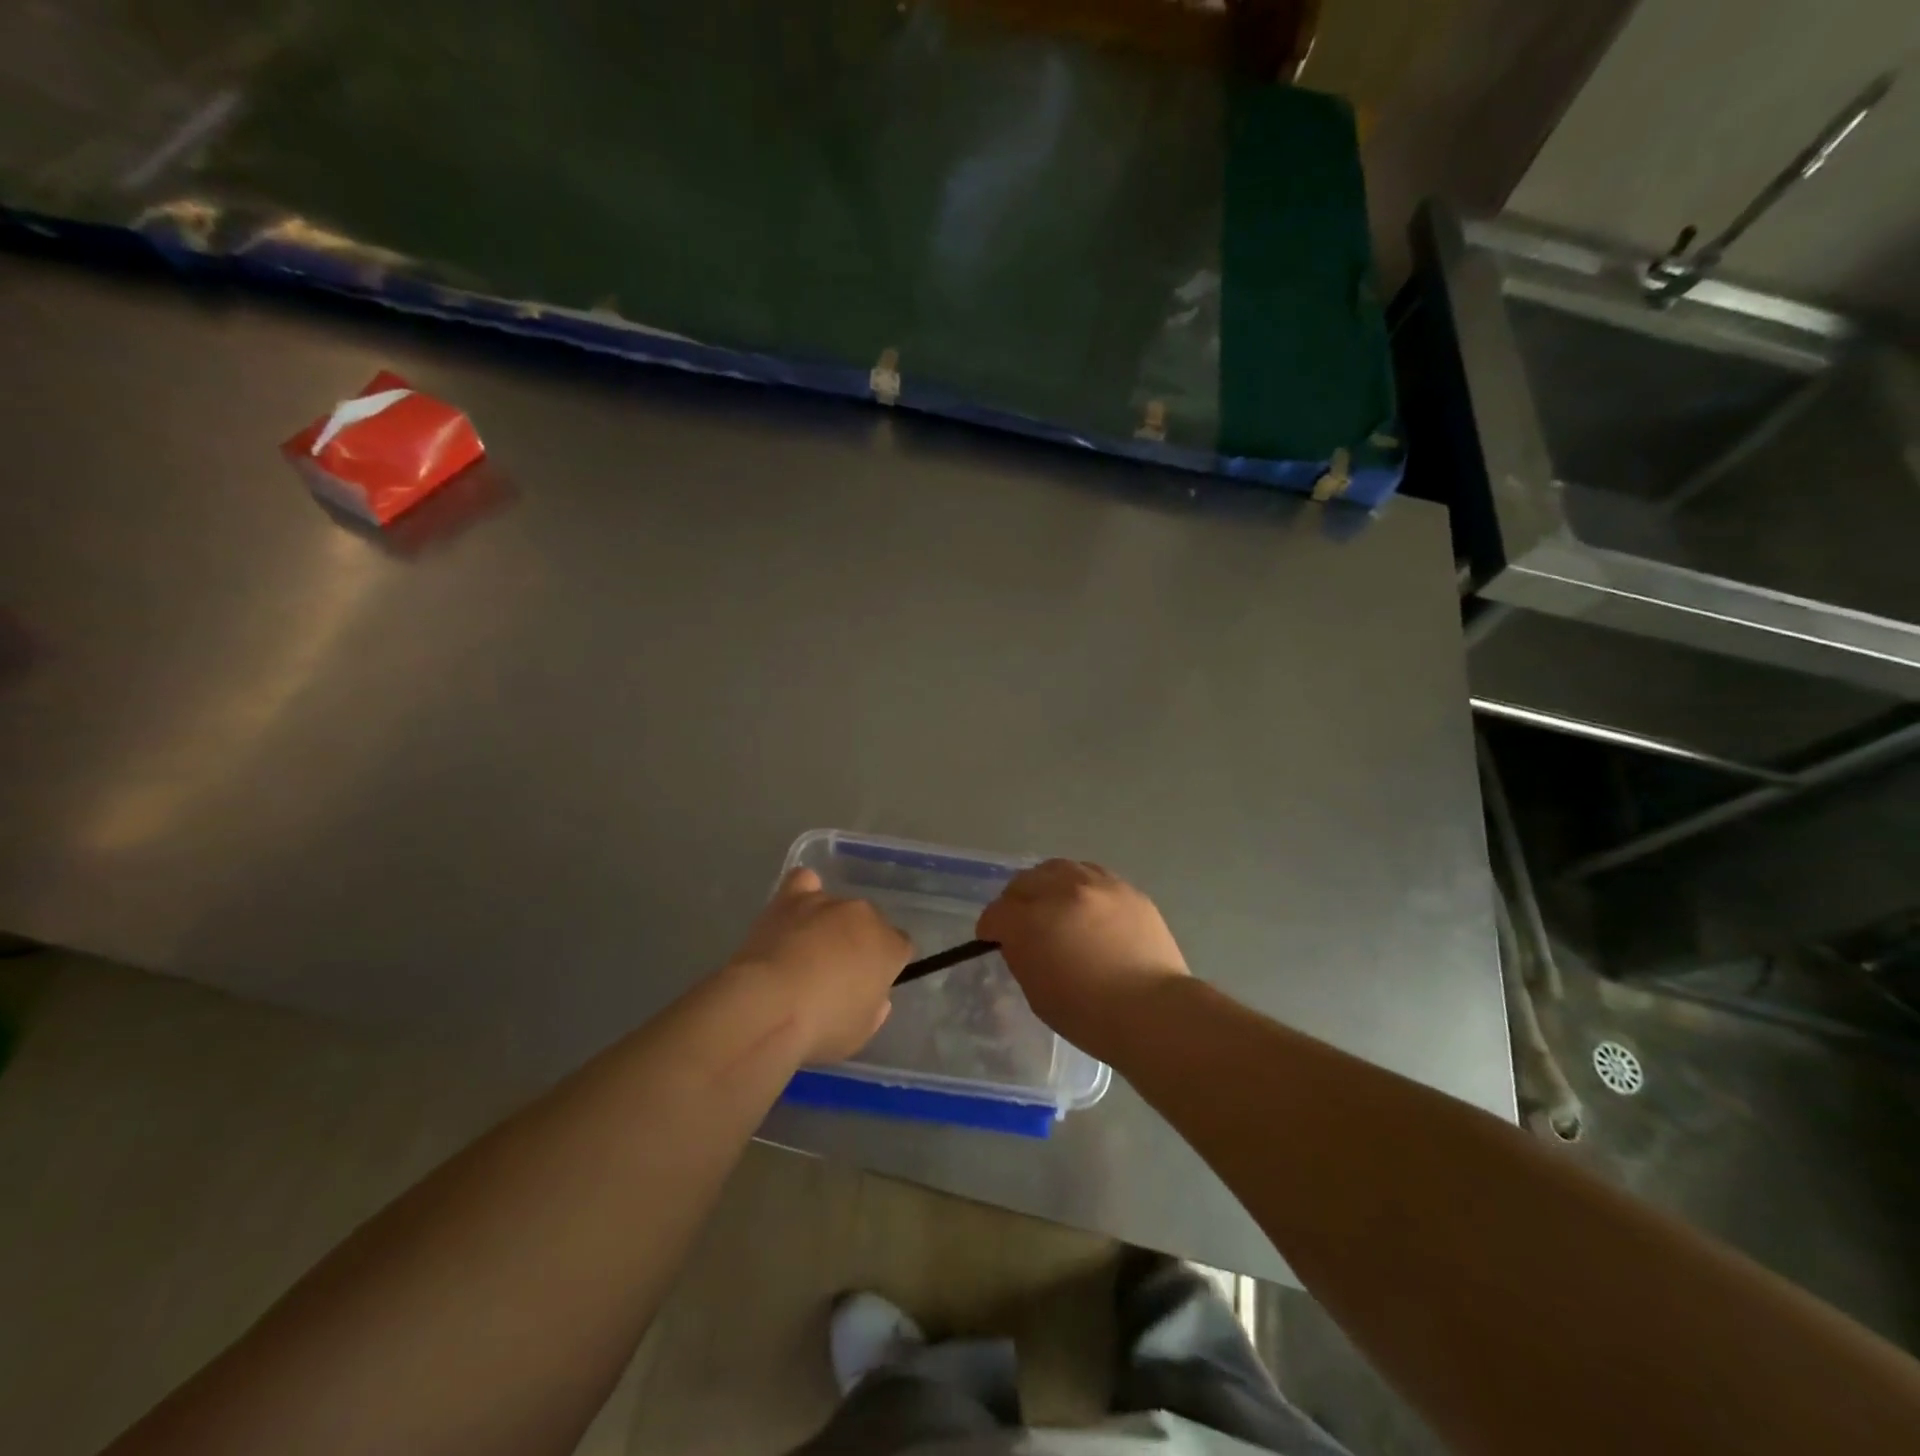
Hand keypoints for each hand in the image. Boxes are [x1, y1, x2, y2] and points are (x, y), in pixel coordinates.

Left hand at [728, 867, 913, 1064]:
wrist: (769, 1006)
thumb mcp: (861, 1032)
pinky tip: (794, 911)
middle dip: (858, 942)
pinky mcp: (791, 898)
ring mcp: (827, 902)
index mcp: (889, 947)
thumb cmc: (822, 1027)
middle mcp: (864, 916)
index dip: (886, 965)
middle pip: (870, 923)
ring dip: (829, 924)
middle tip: (836, 973)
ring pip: (838, 907)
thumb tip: (873, 996)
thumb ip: (874, 1008)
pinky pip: (804, 882)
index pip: (901, 946)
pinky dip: (802, 893)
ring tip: (805, 951)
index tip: (869, 985)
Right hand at [977, 860, 1188, 1052]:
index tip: (992, 939)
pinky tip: (1085, 904)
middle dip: (1016, 901)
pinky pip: (1092, 874)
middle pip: (1024, 881)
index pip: (996, 912)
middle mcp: (1061, 891)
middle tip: (1021, 920)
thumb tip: (1018, 939)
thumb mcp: (1036, 993)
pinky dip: (1079, 885)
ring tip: (1052, 903)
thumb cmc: (1088, 1015)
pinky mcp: (1125, 888)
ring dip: (1047, 884)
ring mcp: (1097, 885)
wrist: (1153, 1011)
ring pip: (1058, 868)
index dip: (990, 928)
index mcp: (1032, 921)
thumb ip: (1021, 956)